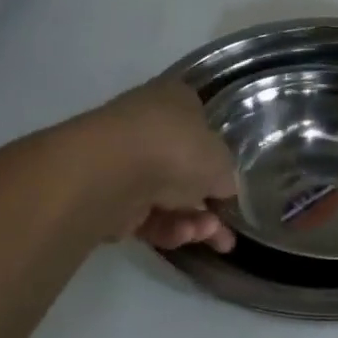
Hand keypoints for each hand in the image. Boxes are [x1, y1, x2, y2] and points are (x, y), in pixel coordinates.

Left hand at [77, 79, 238, 250]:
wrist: (110, 173)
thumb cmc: (176, 150)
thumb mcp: (222, 161)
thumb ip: (226, 176)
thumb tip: (222, 189)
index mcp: (175, 100)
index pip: (201, 124)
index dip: (219, 157)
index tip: (231, 186)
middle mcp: (148, 125)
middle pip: (184, 168)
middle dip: (208, 202)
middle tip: (226, 231)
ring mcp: (124, 161)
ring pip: (166, 196)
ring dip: (192, 220)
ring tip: (210, 237)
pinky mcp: (107, 197)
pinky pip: (144, 214)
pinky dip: (166, 228)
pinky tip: (182, 236)